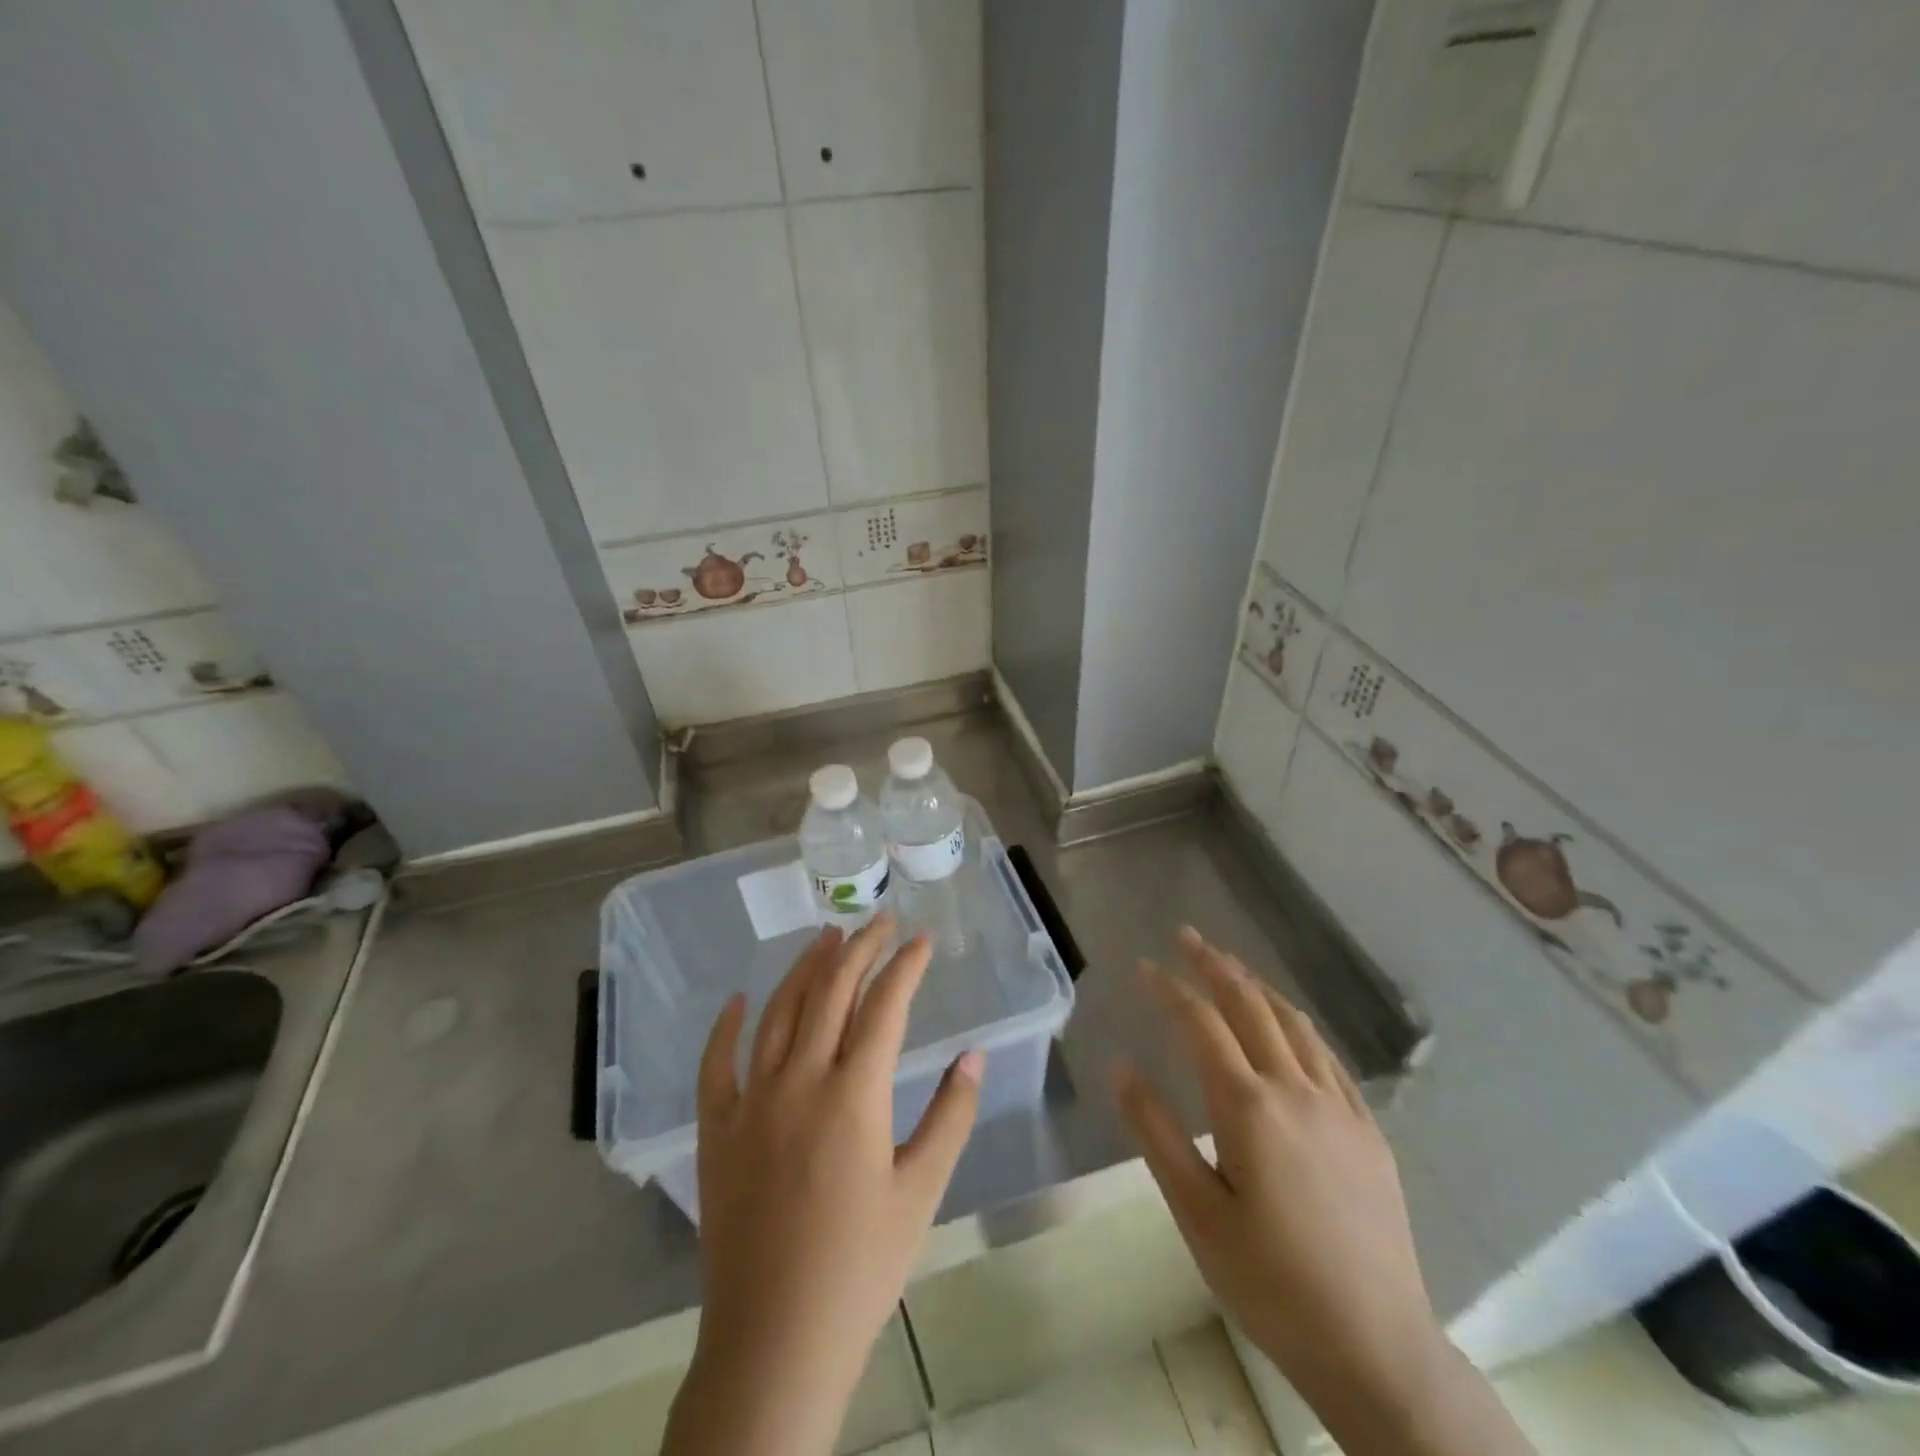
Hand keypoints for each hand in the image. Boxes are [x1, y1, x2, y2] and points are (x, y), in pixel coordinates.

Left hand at [663, 916, 982, 1455]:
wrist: (774, 1341)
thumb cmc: (861, 1267)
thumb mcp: (921, 1192)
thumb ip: (951, 1116)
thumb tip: (973, 1055)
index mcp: (853, 1095)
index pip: (885, 1006)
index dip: (906, 966)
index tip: (922, 939)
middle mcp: (798, 1081)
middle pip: (831, 993)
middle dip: (860, 949)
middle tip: (880, 921)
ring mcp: (750, 1102)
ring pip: (778, 1013)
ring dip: (804, 969)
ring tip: (827, 937)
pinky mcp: (716, 1130)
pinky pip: (716, 1064)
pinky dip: (725, 1026)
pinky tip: (738, 1000)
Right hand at [1114, 927, 1440, 1406]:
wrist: (1375, 1347)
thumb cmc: (1268, 1281)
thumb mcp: (1195, 1211)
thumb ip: (1154, 1131)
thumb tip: (1121, 1064)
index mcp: (1248, 1106)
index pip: (1201, 1023)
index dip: (1170, 988)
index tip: (1144, 966)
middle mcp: (1295, 1090)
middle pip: (1250, 1006)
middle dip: (1215, 964)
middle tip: (1187, 936)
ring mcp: (1339, 1107)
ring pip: (1293, 1023)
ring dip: (1257, 986)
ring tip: (1231, 965)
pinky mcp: (1368, 1130)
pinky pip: (1328, 1056)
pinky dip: (1298, 1025)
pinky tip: (1289, 1026)